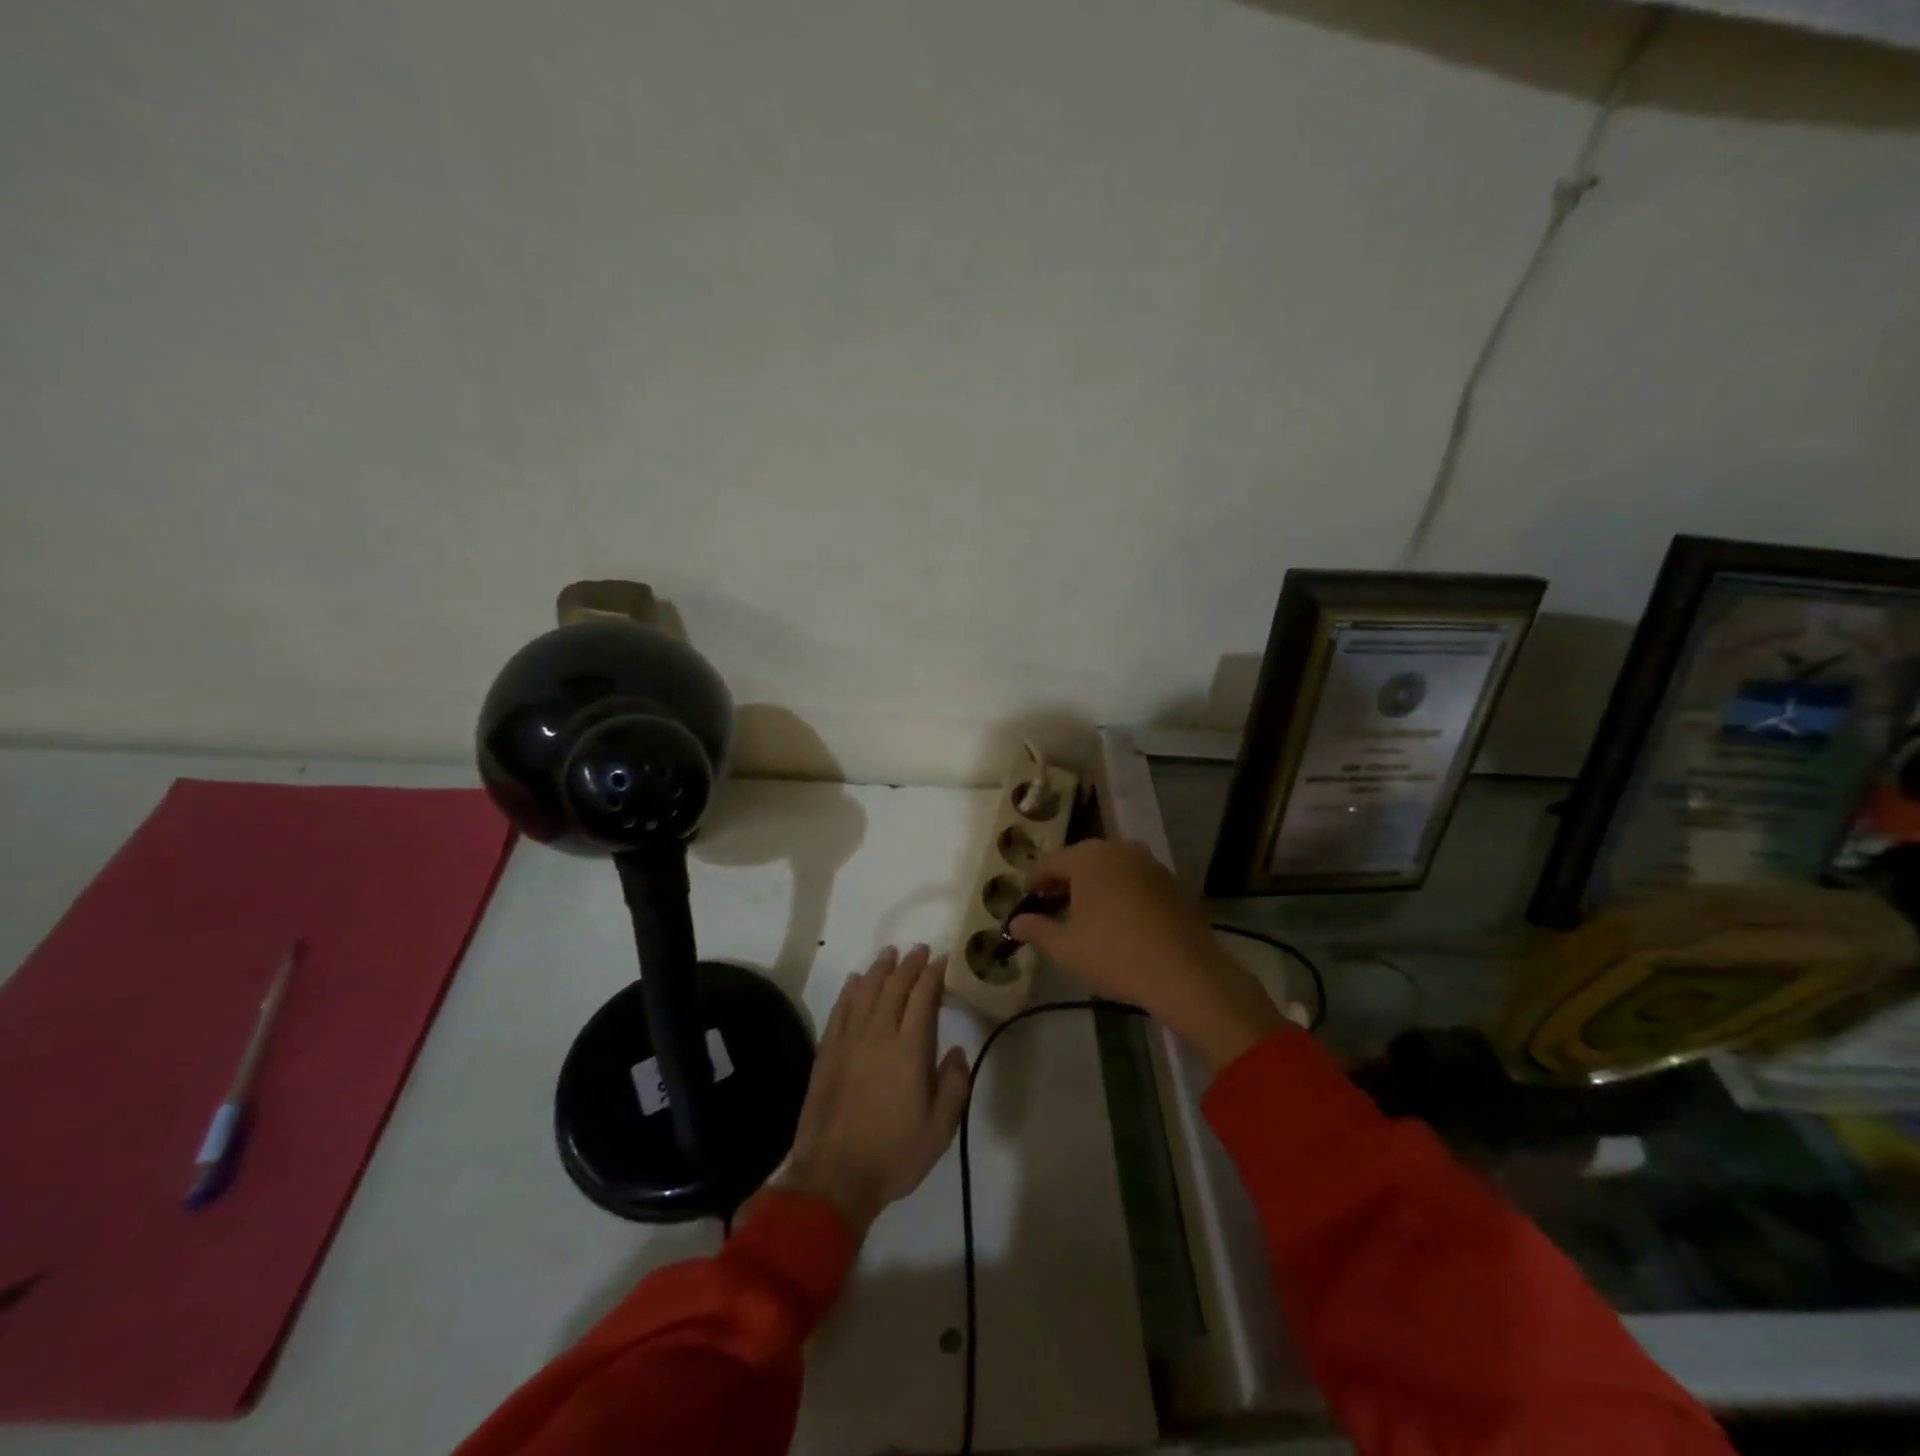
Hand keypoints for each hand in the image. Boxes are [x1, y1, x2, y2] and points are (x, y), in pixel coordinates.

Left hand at [782, 945, 969, 1237]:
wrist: (834, 1177)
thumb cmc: (894, 1154)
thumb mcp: (940, 1129)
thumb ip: (955, 1085)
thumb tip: (957, 1051)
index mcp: (909, 1049)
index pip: (923, 997)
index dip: (933, 974)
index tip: (942, 960)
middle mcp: (878, 1034)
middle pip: (894, 986)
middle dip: (909, 964)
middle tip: (920, 950)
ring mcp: (848, 1041)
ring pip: (865, 991)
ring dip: (879, 969)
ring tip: (890, 954)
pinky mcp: (827, 1053)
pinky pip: (840, 1010)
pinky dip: (849, 991)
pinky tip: (854, 981)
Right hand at [1010, 840, 1287, 1072]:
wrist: (1186, 973)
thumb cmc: (1115, 955)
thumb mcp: (1065, 948)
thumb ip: (1036, 930)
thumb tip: (1015, 922)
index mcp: (1087, 857)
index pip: (1048, 862)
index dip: (1032, 881)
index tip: (1025, 900)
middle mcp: (1119, 849)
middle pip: (1080, 861)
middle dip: (1063, 882)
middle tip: (1051, 908)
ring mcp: (1150, 863)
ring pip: (1110, 869)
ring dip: (1094, 887)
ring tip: (1085, 916)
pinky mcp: (1173, 882)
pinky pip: (1135, 881)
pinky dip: (1121, 894)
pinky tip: (1120, 922)